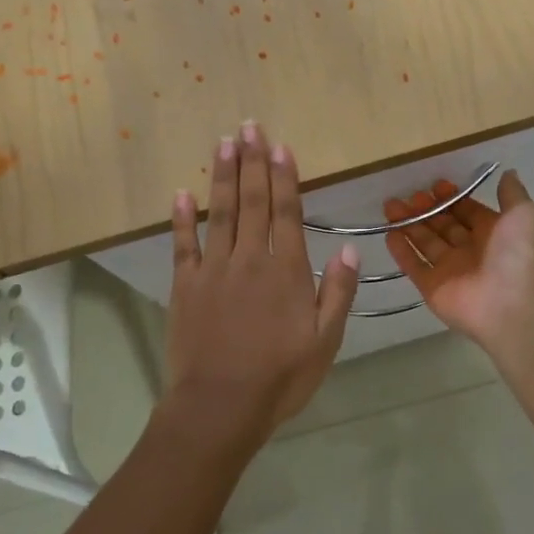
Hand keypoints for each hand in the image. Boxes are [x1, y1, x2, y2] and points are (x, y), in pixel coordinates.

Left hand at [165, 122, 359, 450]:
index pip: (286, 212)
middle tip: (249, 126)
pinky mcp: (185, 286)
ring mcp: (213, 270)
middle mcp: (250, 259)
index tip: (280, 146)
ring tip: (223, 143)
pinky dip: (182, 218)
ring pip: (220, 213)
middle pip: (252, 201)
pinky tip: (181, 193)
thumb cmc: (280, 377)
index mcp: (286, 271)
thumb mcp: (326, 341)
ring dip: (222, 176)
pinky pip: (183, 244)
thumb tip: (352, 248)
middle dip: (252, 161)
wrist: (219, 407)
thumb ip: (338, 292)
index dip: (284, 177)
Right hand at [383, 171, 533, 351]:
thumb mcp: (523, 214)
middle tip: (411, 194)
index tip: (437, 184)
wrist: (510, 303)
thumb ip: (512, 193)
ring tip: (390, 205)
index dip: (453, 198)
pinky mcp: (432, 287)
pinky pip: (413, 266)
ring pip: (425, 242)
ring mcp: (450, 270)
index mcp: (493, 234)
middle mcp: (471, 251)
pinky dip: (401, 251)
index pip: (468, 212)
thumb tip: (507, 172)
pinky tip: (389, 233)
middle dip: (427, 209)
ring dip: (409, 223)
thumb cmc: (517, 254)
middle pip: (443, 226)